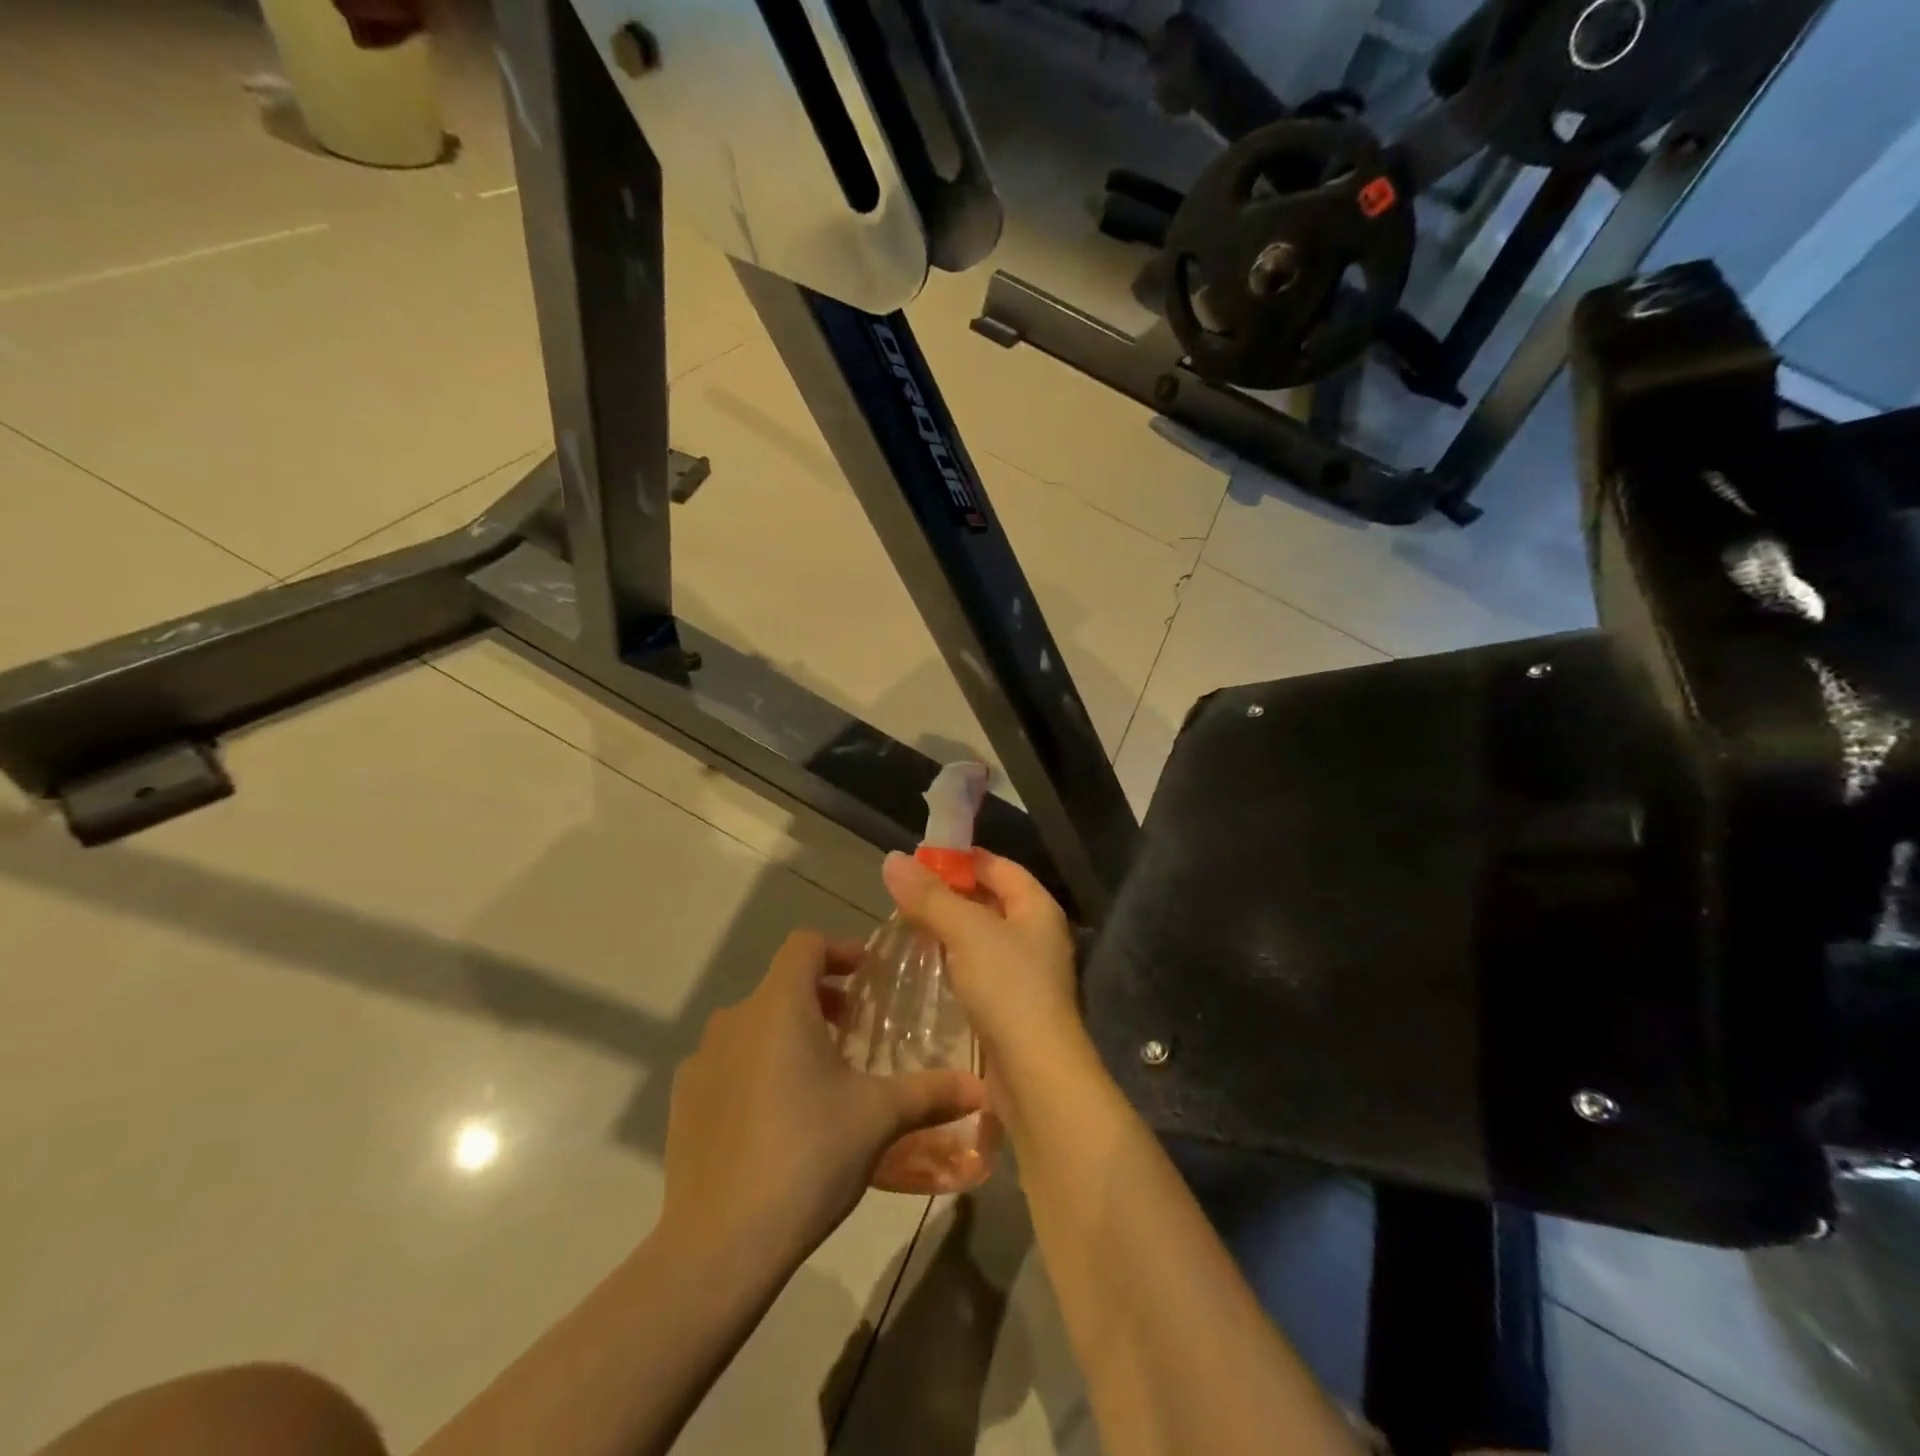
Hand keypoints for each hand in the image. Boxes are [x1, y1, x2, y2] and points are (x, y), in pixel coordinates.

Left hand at [660, 930, 986, 1271]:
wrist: (718, 1245)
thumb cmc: (807, 1156)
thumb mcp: (879, 1118)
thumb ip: (931, 1092)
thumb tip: (981, 1088)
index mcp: (779, 1005)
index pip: (806, 944)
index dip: (840, 949)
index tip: (869, 976)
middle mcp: (734, 1019)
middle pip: (781, 984)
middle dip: (822, 995)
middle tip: (855, 1029)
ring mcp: (701, 1061)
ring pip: (754, 1024)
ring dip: (789, 1032)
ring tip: (822, 1074)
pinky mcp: (683, 1101)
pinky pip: (728, 1063)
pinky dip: (757, 1066)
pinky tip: (779, 1116)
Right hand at [881, 849, 1085, 1095]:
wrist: (1036, 1075)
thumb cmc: (1008, 989)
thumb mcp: (966, 932)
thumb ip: (929, 896)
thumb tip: (893, 859)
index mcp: (1037, 908)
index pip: (999, 866)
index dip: (962, 858)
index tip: (920, 860)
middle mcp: (1037, 935)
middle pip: (991, 900)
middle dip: (951, 894)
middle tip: (906, 894)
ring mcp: (1027, 973)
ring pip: (983, 937)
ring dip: (950, 929)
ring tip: (909, 926)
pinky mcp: (1012, 1006)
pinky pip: (980, 969)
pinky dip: (955, 961)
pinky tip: (929, 966)